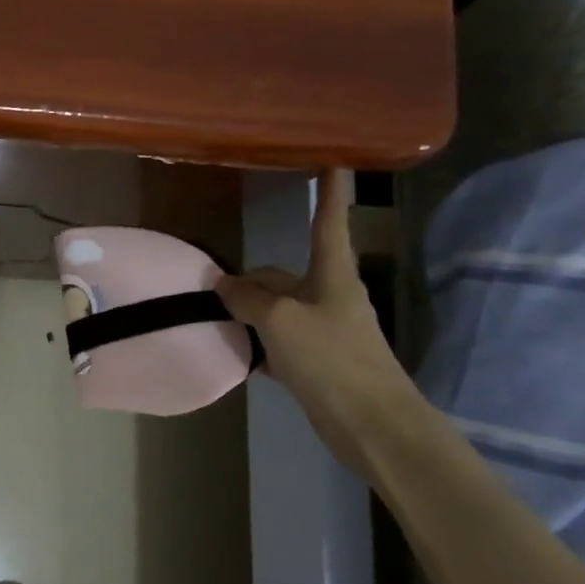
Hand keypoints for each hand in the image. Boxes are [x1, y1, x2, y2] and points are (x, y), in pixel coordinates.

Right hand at [219, 169, 419, 475]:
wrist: (372, 424)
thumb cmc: (331, 359)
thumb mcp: (280, 321)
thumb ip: (248, 299)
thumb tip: (222, 283)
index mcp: (332, 275)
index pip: (329, 221)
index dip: (329, 191)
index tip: (332, 159)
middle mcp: (330, 296)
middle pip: (284, 275)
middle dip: (252, 280)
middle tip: (212, 288)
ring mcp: (324, 330)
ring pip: (278, 309)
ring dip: (250, 312)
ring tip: (215, 318)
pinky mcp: (318, 361)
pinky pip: (280, 340)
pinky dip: (259, 342)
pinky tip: (236, 351)